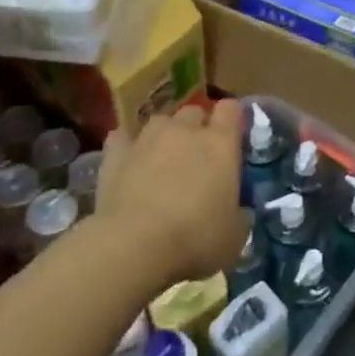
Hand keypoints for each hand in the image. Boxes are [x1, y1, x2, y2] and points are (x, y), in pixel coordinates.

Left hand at [93, 100, 248, 284]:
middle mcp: (185, 131)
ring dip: (164, 136)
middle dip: (197, 127)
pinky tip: (128, 164)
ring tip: (161, 160)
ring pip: (160, 121)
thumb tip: (237, 212)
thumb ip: (239, 214)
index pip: (230, 109)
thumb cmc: (195, 239)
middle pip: (194, 111)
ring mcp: (147, 138)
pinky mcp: (115, 154)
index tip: (231, 136)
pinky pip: (122, 139)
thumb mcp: (235, 236)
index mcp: (221, 144)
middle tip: (196, 156)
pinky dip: (127, 148)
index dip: (231, 118)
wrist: (133, 246)